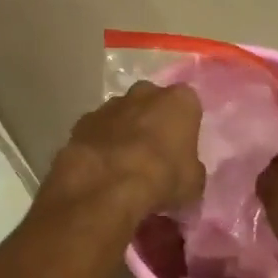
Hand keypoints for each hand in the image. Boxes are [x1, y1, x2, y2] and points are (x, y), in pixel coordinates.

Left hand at [43, 82, 205, 223]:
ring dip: (125, 130)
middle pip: (152, 101)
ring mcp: (111, 104)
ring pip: (123, 113)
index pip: (188, 105)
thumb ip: (190, 168)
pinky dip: (101, 142)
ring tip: (124, 162)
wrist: (107, 184)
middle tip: (154, 151)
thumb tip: (185, 172)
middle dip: (153, 119)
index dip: (185, 126)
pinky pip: (98, 129)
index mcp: (179, 101)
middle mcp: (145, 93)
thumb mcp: (193, 183)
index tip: (181, 147)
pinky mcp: (83, 120)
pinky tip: (102, 166)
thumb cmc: (162, 177)